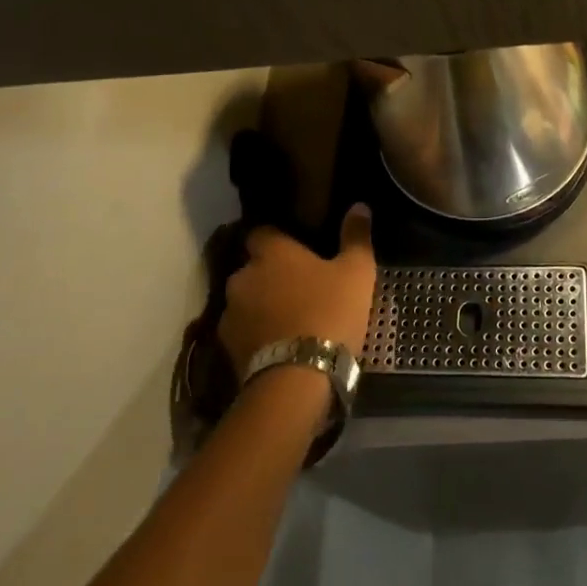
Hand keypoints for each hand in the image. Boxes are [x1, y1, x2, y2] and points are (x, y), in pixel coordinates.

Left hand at [219, 205, 377, 377]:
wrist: (297, 379)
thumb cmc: (330, 312)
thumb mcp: (356, 272)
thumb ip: (355, 236)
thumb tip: (359, 206)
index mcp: (272, 252)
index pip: (262, 232)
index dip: (277, 238)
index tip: (296, 247)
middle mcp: (244, 276)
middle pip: (253, 268)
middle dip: (269, 275)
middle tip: (298, 286)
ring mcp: (231, 314)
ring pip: (246, 301)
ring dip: (261, 305)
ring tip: (289, 319)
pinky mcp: (227, 349)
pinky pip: (243, 332)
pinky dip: (256, 335)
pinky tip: (278, 345)